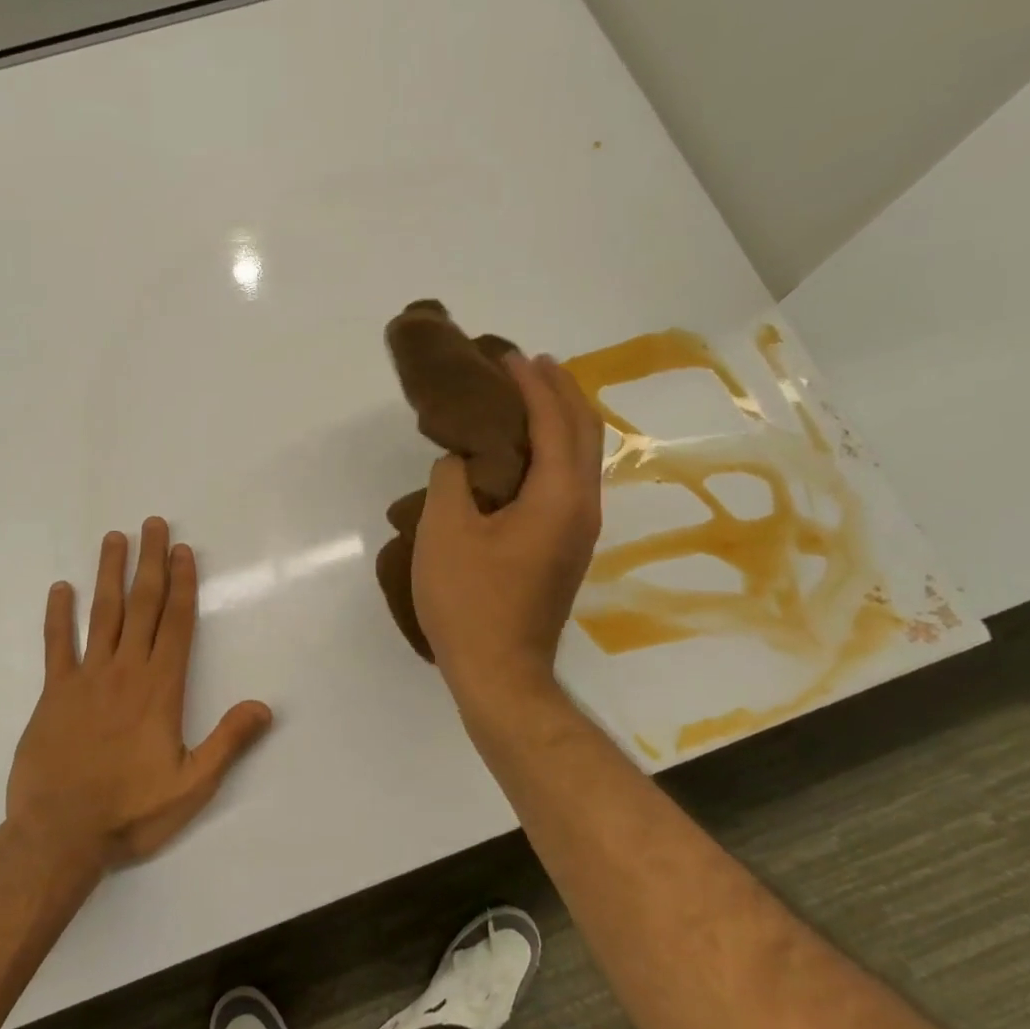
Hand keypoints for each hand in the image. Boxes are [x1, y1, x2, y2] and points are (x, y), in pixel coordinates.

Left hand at [6, 517, 273, 868]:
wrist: (59, 835)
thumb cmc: (131, 812)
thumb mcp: (192, 785)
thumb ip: (228, 742)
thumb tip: (264, 706)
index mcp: (160, 689)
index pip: (176, 624)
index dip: (181, 584)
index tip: (182, 550)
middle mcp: (125, 671)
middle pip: (141, 606)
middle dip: (150, 563)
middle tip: (152, 524)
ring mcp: (86, 678)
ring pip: (102, 614)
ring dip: (110, 574)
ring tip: (114, 539)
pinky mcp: (53, 694)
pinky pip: (56, 645)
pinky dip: (58, 615)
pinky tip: (61, 589)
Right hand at [412, 353, 603, 710]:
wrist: (499, 672)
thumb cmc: (469, 600)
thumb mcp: (445, 530)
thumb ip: (453, 479)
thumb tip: (462, 458)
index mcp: (559, 497)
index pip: (555, 422)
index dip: (533, 384)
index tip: (508, 356)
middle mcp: (582, 508)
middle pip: (584, 433)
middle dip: (560, 392)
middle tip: (529, 364)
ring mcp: (578, 532)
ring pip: (580, 459)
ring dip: (559, 420)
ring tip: (529, 397)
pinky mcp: (564, 549)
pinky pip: (567, 482)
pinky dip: (551, 452)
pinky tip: (524, 453)